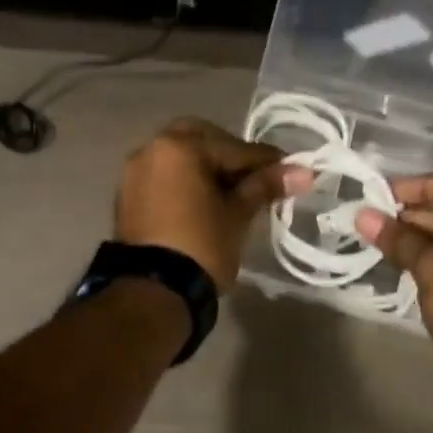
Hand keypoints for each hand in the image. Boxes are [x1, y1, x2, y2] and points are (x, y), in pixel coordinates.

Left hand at [116, 119, 313, 290]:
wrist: (153, 291)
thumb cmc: (201, 246)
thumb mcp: (237, 215)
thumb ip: (266, 186)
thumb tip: (304, 171)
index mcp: (179, 146)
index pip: (235, 148)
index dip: (267, 161)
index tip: (293, 171)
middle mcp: (151, 149)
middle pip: (201, 141)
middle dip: (229, 155)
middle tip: (254, 179)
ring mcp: (134, 172)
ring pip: (180, 158)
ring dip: (205, 168)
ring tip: (232, 194)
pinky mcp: (127, 196)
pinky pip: (164, 177)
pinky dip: (185, 183)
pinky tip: (204, 203)